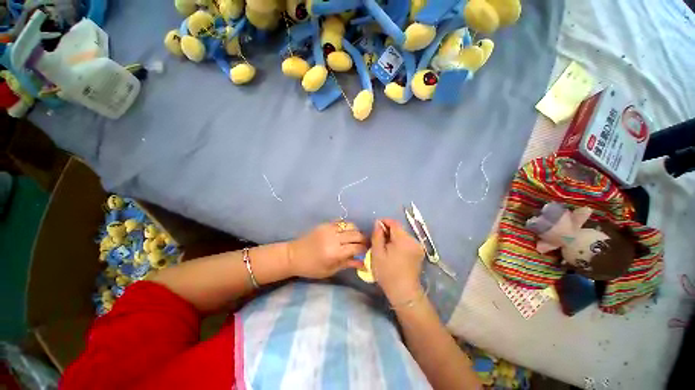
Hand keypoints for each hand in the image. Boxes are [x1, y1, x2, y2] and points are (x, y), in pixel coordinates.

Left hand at [287, 221, 367, 278]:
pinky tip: (346, 233)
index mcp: (334, 253)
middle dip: (364, 239)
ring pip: (351, 225)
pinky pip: (341, 222)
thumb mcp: (330, 270)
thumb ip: (348, 264)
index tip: (368, 251)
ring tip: (356, 238)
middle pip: (356, 234)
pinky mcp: (325, 224)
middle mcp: (334, 238)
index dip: (365, 249)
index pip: (357, 247)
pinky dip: (347, 227)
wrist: (293, 255)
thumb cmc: (312, 267)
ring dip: (356, 231)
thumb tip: (364, 264)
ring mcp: (329, 228)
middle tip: (365, 244)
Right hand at [370, 219, 424, 301]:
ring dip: (393, 237)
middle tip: (378, 240)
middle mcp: (413, 240)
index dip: (384, 222)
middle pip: (399, 229)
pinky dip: (399, 243)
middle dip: (388, 231)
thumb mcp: (377, 253)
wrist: (404, 292)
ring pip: (403, 235)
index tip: (376, 228)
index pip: (394, 223)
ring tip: (385, 247)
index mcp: (403, 239)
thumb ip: (377, 236)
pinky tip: (394, 252)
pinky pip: (407, 242)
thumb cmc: (387, 273)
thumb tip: (378, 223)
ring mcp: (418, 247)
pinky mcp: (419, 252)